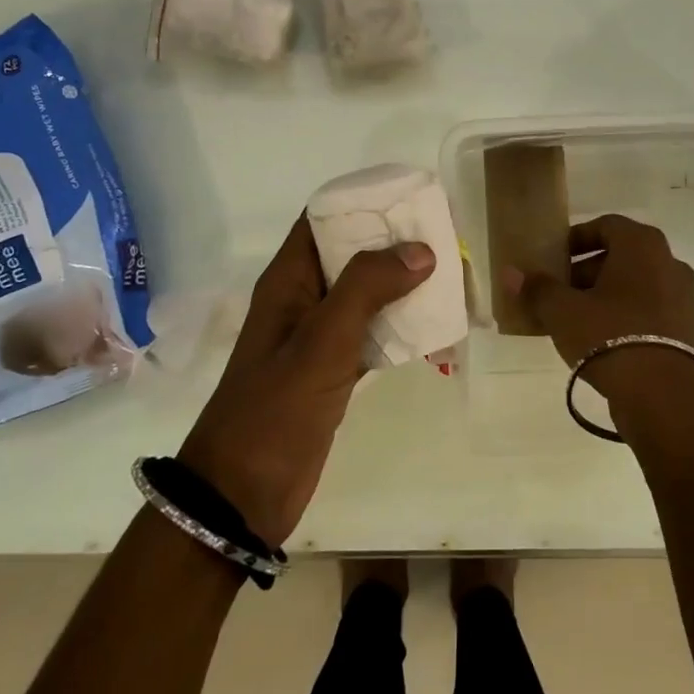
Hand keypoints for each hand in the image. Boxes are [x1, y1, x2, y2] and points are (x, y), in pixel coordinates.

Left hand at [179, 215, 433, 546]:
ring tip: (451, 275)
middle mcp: (303, 300)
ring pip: (367, 295)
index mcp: (288, 281)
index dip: (363, 203)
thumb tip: (420, 250)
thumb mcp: (321, 341)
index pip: (323, 220)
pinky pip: (373, 334)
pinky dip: (401, 326)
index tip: (411, 198)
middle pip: (351, 255)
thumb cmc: (275, 409)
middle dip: (394, 243)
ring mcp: (318, 337)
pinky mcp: (334, 371)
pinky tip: (436, 325)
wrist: (242, 496)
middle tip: (445, 236)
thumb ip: (367, 288)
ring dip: (403, 284)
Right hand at [504, 214, 693, 396]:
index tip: (554, 259)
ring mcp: (683, 298)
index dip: (576, 239)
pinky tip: (601, 341)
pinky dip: (625, 316)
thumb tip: (511, 273)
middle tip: (559, 292)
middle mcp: (669, 263)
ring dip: (605, 296)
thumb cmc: (610, 335)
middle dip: (586, 272)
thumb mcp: (563, 311)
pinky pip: (649, 311)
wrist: (663, 397)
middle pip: (621, 256)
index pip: (606, 226)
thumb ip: (537, 288)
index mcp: (642, 246)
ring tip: (575, 320)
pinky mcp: (687, 330)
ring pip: (635, 286)